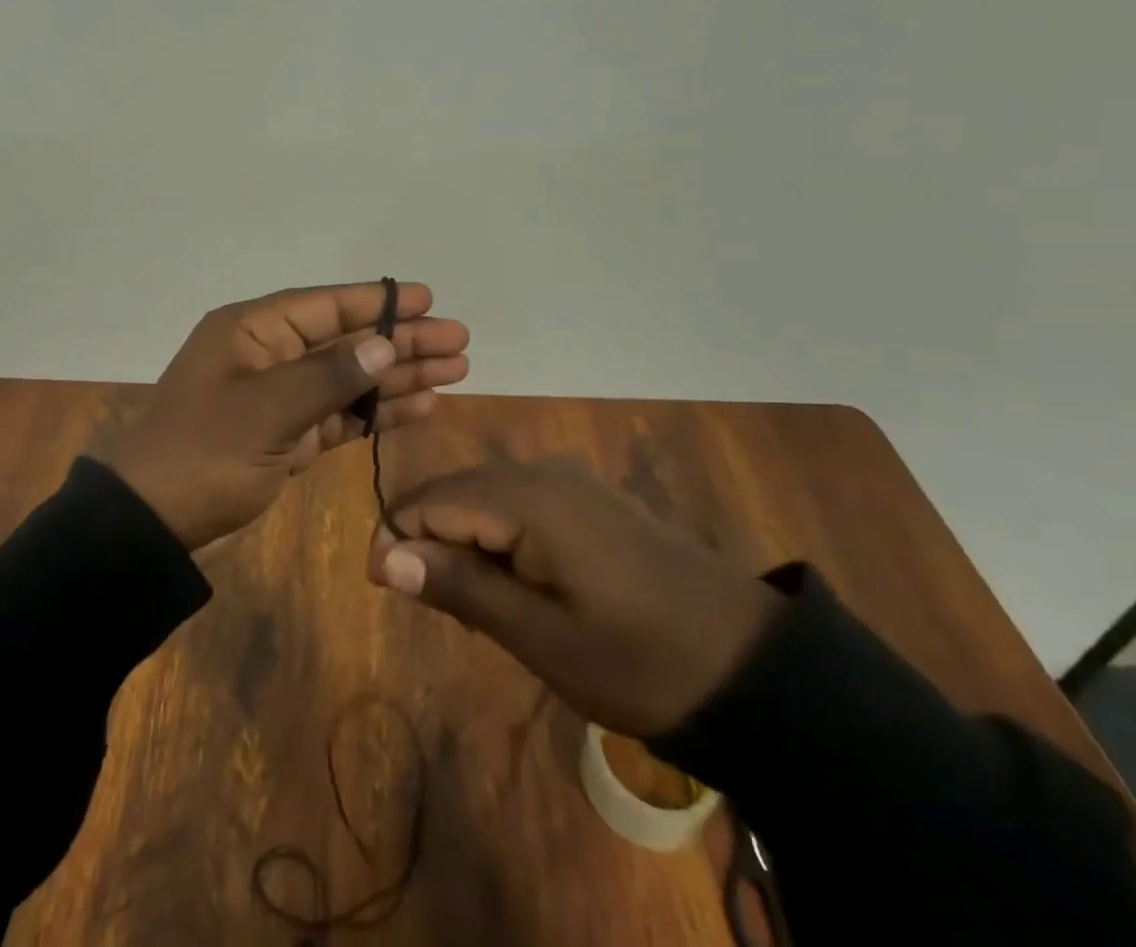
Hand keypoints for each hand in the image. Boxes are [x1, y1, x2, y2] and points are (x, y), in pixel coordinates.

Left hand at [103, 282, 469, 549]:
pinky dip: (376, 412)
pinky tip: (419, 407)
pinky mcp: (285, 436)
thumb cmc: (203, 454)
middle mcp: (267, 355)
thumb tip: (384, 346)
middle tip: (459, 341)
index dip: (378, 303)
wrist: (152, 524)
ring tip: (455, 370)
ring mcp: (278, 397)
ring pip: (348, 378)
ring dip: (398, 376)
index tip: (429, 300)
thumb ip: (328, 377)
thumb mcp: (266, 410)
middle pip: (346, 341)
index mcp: (252, 331)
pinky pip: (339, 415)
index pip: (325, 307)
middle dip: (401, 341)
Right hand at [365, 460, 781, 737]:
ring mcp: (567, 480)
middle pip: (452, 492)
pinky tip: (514, 584)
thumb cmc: (638, 659)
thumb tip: (385, 557)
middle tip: (435, 608)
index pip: (428, 501)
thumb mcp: (540, 636)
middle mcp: (539, 471)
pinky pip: (516, 503)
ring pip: (482, 496)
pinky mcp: (586, 497)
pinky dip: (496, 538)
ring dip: (461, 541)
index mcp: (524, 497)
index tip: (385, 590)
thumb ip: (459, 587)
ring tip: (471, 604)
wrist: (750, 664)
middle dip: (428, 541)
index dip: (396, 539)